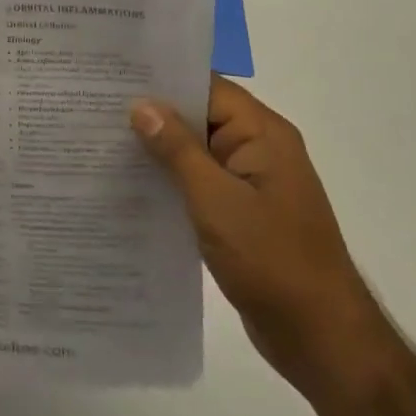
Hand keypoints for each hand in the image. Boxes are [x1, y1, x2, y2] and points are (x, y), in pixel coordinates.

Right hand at [131, 78, 398, 399]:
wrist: (321, 338)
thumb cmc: (272, 260)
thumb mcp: (216, 200)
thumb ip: (177, 150)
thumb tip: (141, 105)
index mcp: (262, 134)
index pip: (206, 87)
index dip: (162, 79)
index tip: (113, 77)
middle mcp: (258, 150)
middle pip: (199, 116)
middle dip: (152, 114)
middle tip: (94, 107)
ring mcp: (250, 183)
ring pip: (195, 152)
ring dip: (157, 150)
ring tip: (100, 141)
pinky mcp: (241, 214)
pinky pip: (199, 183)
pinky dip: (170, 181)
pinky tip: (129, 185)